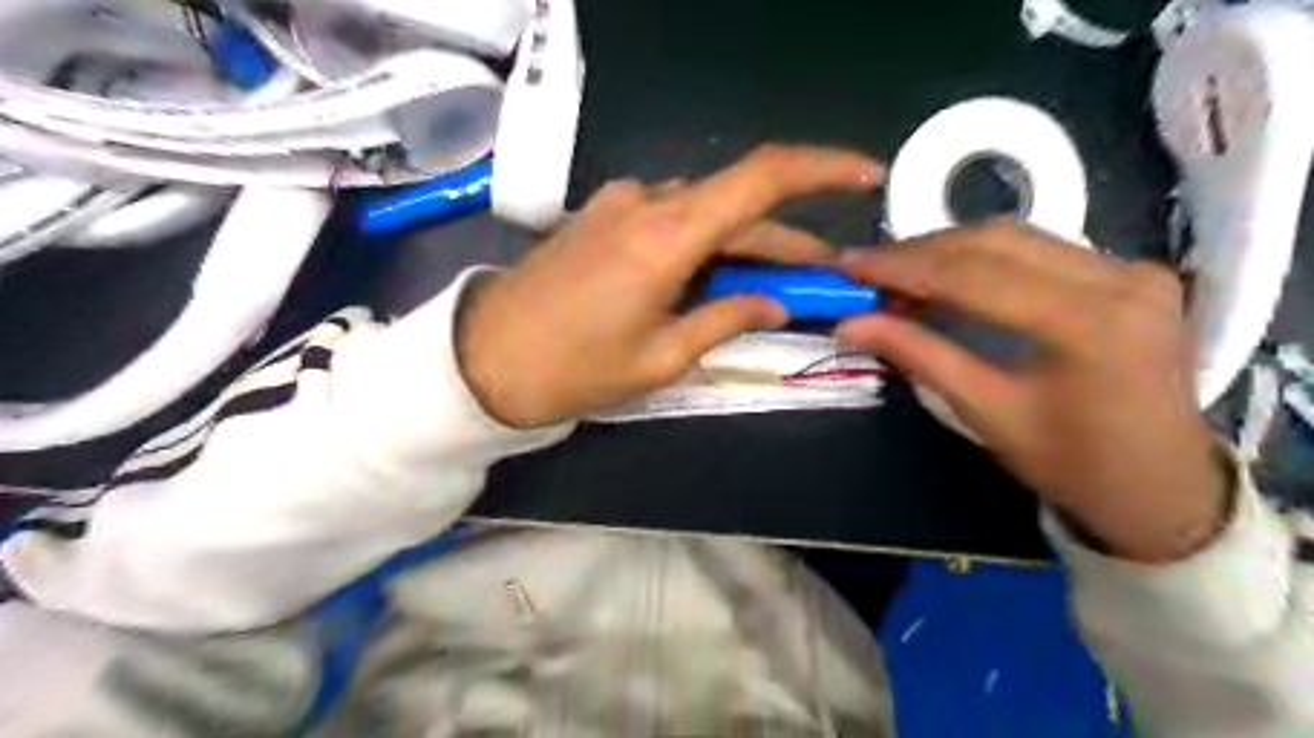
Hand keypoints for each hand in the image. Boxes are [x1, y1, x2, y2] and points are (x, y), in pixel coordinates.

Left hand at [459, 144, 880, 428]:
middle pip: (738, 205)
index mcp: (666, 236)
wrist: (484, 358)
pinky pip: (671, 220)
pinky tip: (715, 278)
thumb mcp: (660, 357)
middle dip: (786, 240)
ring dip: (745, 245)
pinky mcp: (603, 217)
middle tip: (823, 277)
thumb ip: (725, 319)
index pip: (761, 178)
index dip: (821, 169)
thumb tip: (774, 302)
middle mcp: (647, 203)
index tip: (864, 178)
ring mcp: (620, 205)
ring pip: (705, 213)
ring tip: (776, 286)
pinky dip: (704, 245)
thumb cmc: (574, 368)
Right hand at [834, 222, 1225, 561]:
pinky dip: (982, 257)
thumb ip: (919, 356)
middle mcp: (1119, 279)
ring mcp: (1132, 270)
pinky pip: (1039, 249)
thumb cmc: (1072, 464)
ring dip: (947, 250)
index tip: (850, 264)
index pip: (975, 274)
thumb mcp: (987, 413)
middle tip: (866, 268)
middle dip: (920, 251)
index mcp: (1089, 324)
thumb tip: (850, 323)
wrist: (1163, 488)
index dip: (903, 266)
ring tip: (896, 271)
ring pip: (1016, 238)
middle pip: (995, 242)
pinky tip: (946, 274)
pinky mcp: (1130, 272)